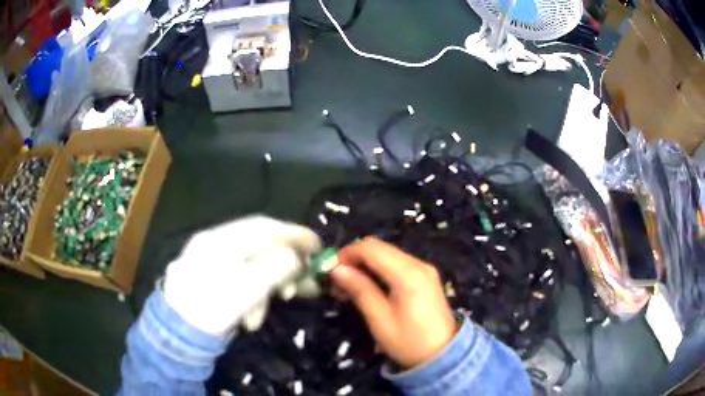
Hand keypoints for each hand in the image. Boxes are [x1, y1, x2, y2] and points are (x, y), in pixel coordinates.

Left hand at [163, 215, 320, 334]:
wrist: (178, 334)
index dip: (294, 234)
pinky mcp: (212, 279)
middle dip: (286, 263)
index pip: (266, 227)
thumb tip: (296, 257)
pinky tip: (254, 316)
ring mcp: (212, 262)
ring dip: (271, 284)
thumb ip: (277, 266)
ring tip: (282, 302)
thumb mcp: (249, 287)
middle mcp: (216, 244)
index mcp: (222, 240)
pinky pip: (241, 280)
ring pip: (253, 265)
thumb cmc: (212, 307)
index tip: (318, 246)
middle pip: (262, 245)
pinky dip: (254, 295)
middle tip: (307, 280)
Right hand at [331, 237, 456, 368]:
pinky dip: (379, 269)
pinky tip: (369, 286)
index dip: (348, 253)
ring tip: (350, 286)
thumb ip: (360, 290)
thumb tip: (338, 270)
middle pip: (380, 248)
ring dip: (366, 264)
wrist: (444, 355)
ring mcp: (424, 269)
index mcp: (408, 274)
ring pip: (388, 254)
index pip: (372, 248)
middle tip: (338, 280)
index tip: (331, 271)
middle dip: (355, 259)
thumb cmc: (409, 342)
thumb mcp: (380, 320)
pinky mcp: (426, 276)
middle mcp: (418, 264)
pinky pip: (398, 263)